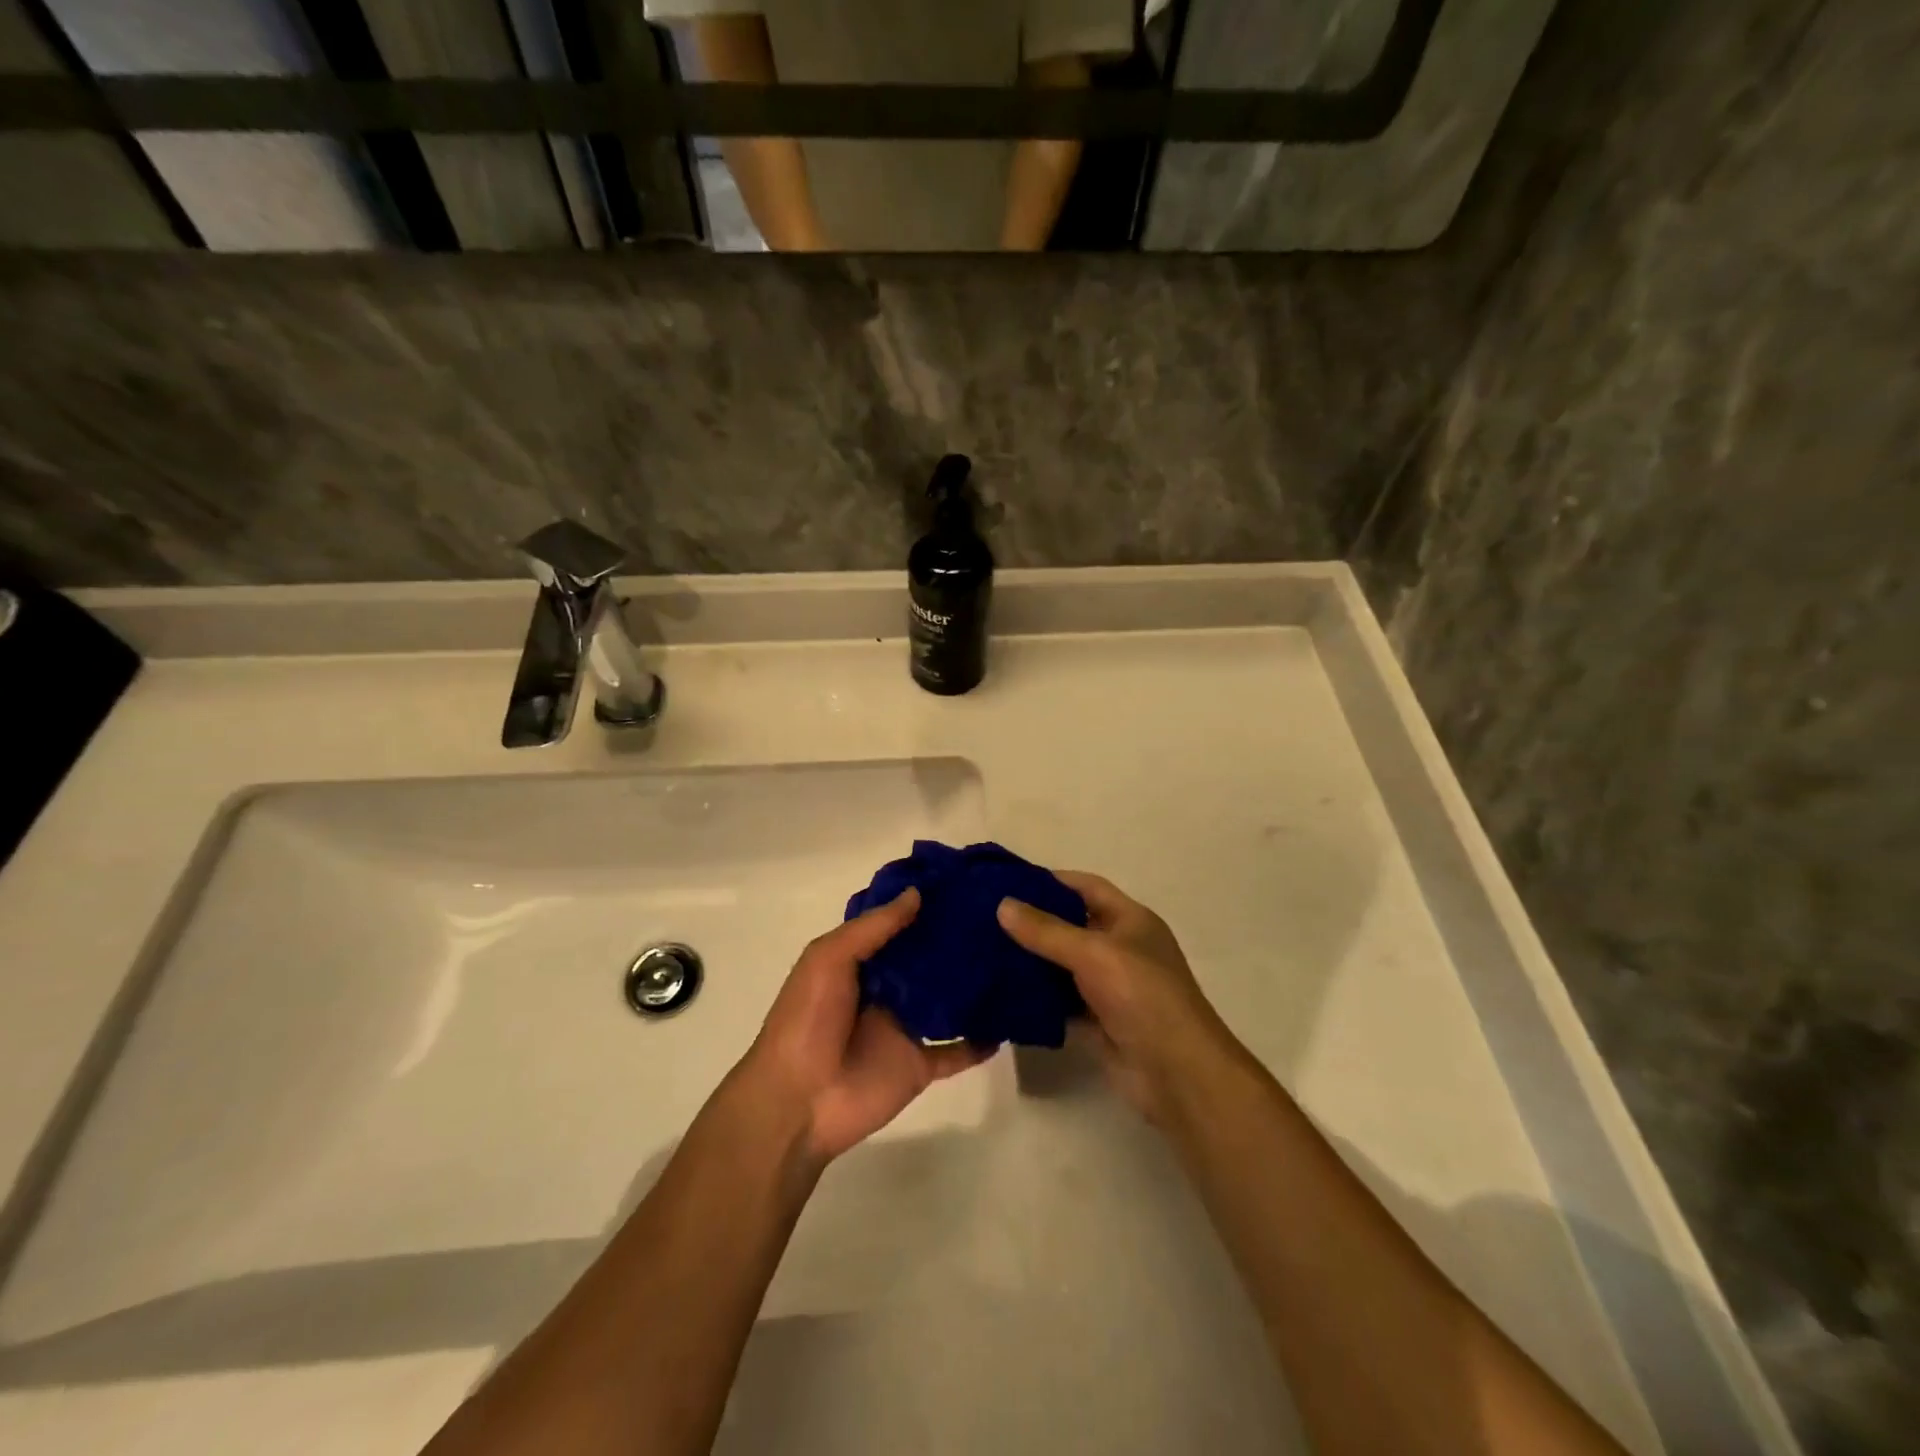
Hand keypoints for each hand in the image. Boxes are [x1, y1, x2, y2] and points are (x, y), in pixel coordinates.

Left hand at [740, 889, 986, 1164]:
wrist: (797, 1101)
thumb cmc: (807, 1020)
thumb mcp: (829, 959)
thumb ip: (873, 928)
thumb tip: (917, 894)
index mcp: (859, 963)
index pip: (896, 927)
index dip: (922, 906)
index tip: (961, 883)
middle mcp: (885, 991)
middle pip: (926, 961)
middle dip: (956, 941)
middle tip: (1000, 915)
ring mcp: (904, 1029)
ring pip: (947, 1002)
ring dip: (973, 986)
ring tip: (1014, 958)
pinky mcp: (919, 1065)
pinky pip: (956, 1052)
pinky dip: (979, 1042)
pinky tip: (1008, 1024)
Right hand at [998, 873, 1239, 1121]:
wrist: (1177, 1074)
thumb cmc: (1143, 996)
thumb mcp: (1094, 953)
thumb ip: (1047, 931)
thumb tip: (1003, 904)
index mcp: (1130, 920)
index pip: (1085, 887)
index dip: (1050, 880)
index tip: (1007, 881)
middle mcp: (1120, 949)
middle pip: (1070, 925)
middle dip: (1032, 921)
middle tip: (985, 917)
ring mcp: (1109, 987)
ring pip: (1061, 966)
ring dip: (1030, 961)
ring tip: (984, 952)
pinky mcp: (1096, 1022)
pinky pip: (1059, 1002)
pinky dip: (1036, 998)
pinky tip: (1001, 993)